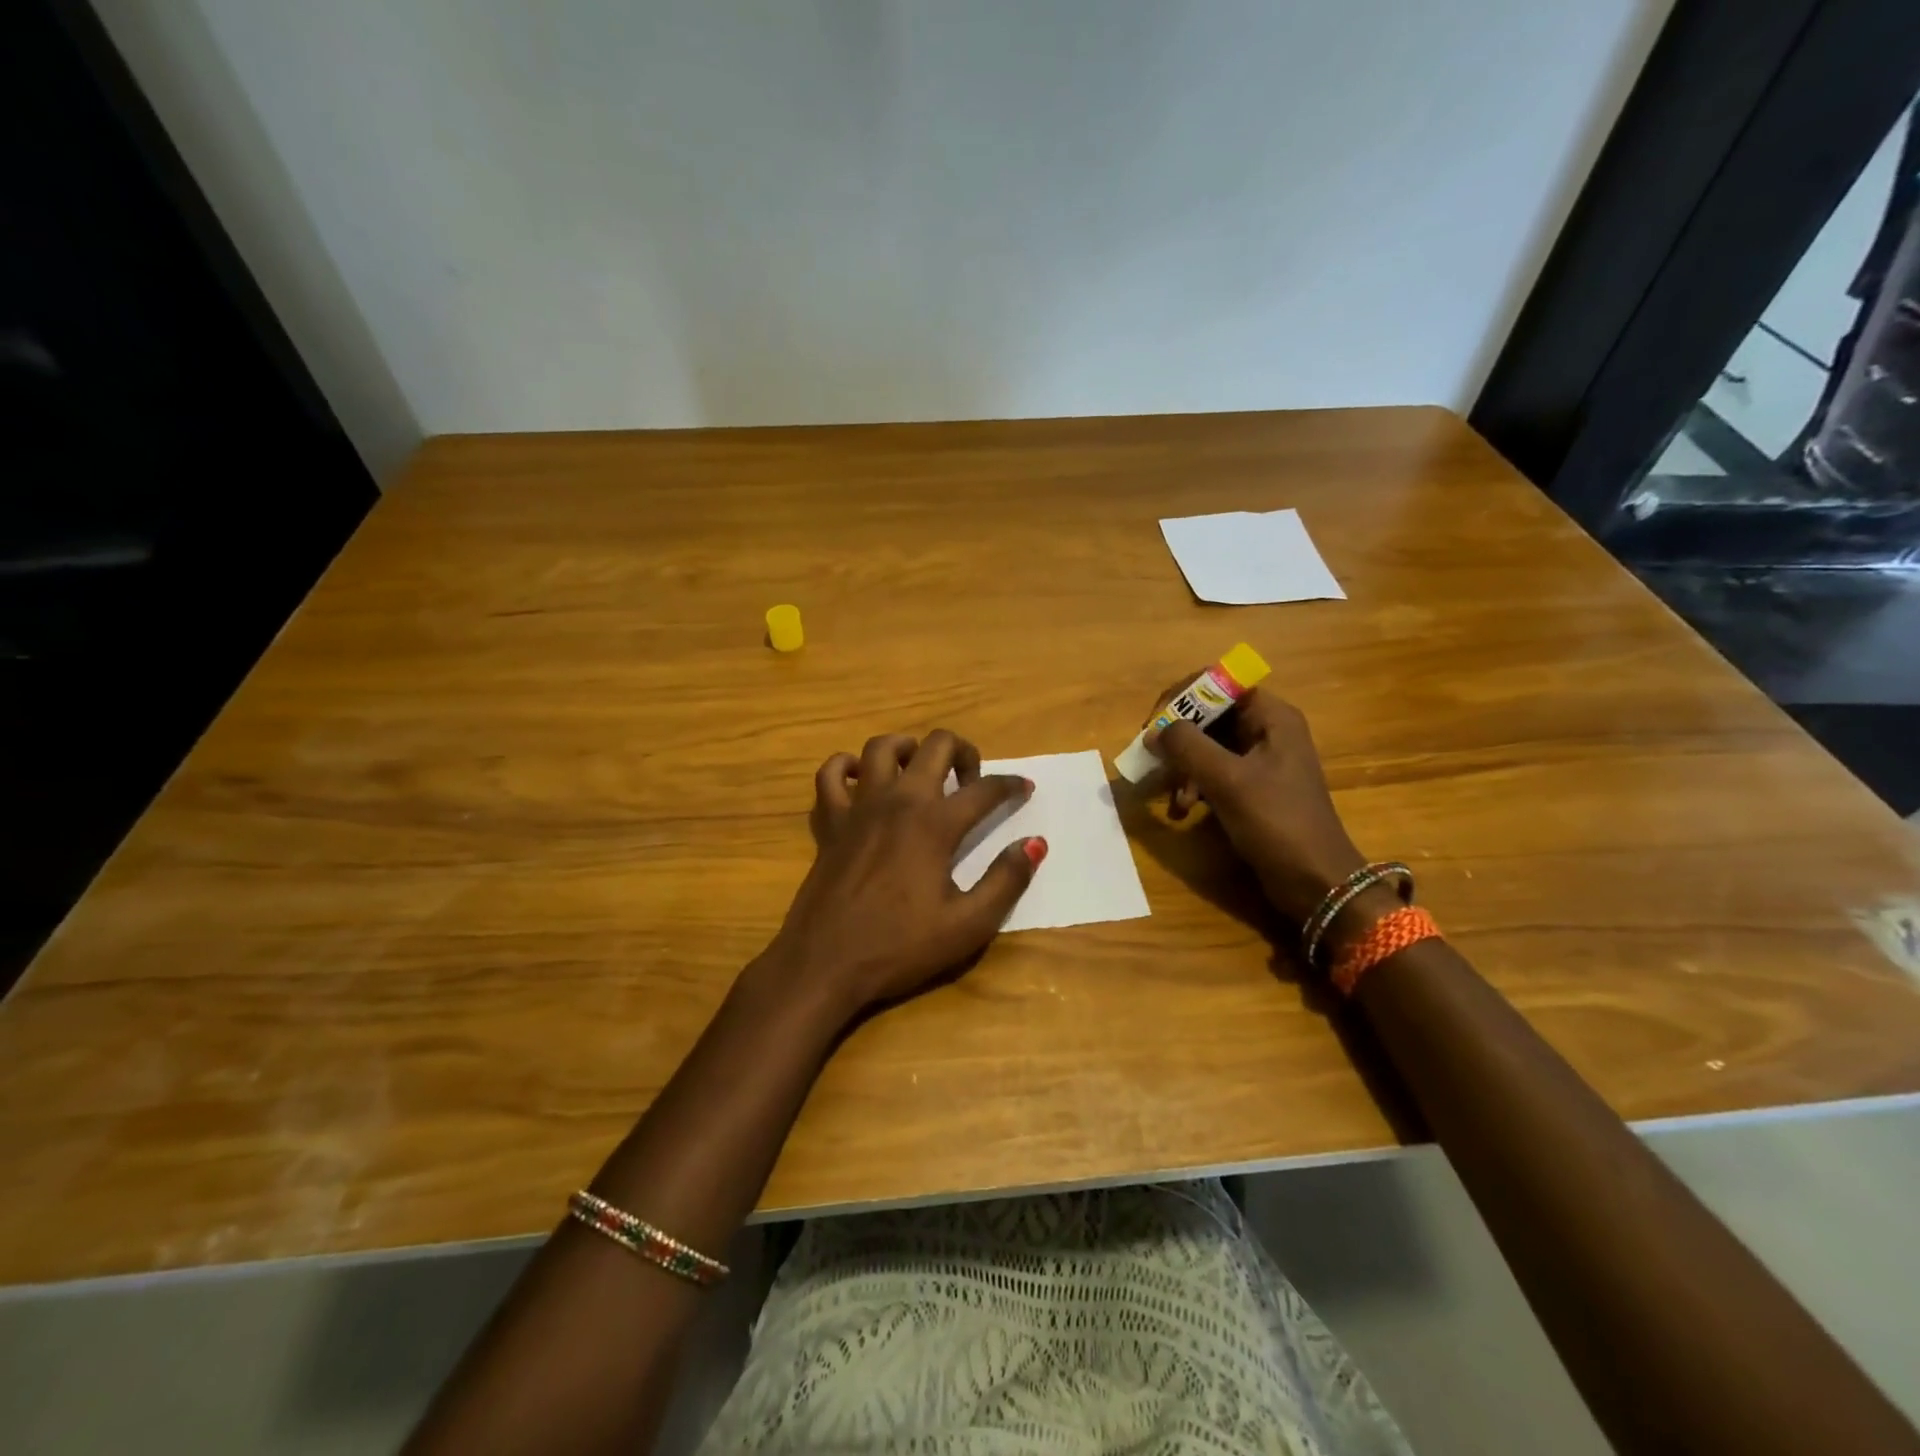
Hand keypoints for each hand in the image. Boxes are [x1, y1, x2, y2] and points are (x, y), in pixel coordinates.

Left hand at [761, 730, 1042, 1018]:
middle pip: (935, 745)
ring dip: (908, 748)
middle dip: (963, 752)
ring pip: (881, 747)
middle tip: (971, 780)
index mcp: (935, 824)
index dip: (1011, 785)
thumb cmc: (899, 947)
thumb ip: (1006, 880)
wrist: (825, 963)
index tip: (1024, 788)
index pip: (985, 789)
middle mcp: (898, 801)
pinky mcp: (829, 822)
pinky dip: (846, 767)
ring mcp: (859, 807)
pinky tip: (861, 780)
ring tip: (920, 769)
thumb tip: (1035, 843)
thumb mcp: (967, 925)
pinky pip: (830, 775)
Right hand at [1151, 688, 1367, 925]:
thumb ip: (1188, 747)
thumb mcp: (1228, 780)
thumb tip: (1154, 731)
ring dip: (1183, 766)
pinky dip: (1194, 785)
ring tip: (1172, 796)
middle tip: (1153, 760)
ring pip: (1207, 745)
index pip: (1218, 683)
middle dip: (1178, 738)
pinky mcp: (1253, 788)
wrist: (1316, 881)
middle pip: (1209, 715)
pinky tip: (1183, 810)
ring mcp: (1261, 760)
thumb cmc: (1277, 822)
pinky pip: (1214, 772)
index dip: (1182, 697)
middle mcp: (1267, 730)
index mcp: (1271, 716)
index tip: (1155, 725)